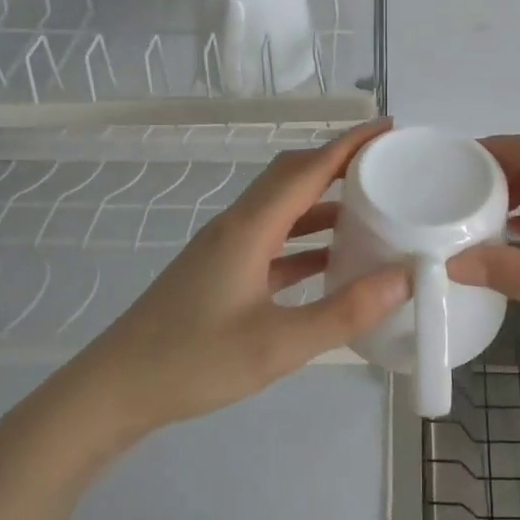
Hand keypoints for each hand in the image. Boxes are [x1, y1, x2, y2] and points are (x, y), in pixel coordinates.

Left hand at [16, 120, 407, 455]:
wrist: (115, 390)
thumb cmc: (193, 362)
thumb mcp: (277, 345)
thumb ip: (343, 312)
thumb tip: (404, 277)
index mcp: (250, 227)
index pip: (308, 168)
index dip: (349, 144)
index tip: (389, 129)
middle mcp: (238, 225)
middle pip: (293, 176)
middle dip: (339, 163)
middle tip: (386, 165)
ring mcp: (227, 248)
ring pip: (283, 208)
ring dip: (324, 201)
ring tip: (371, 207)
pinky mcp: (222, 271)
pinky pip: (274, 240)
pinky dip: (307, 239)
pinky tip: (333, 260)